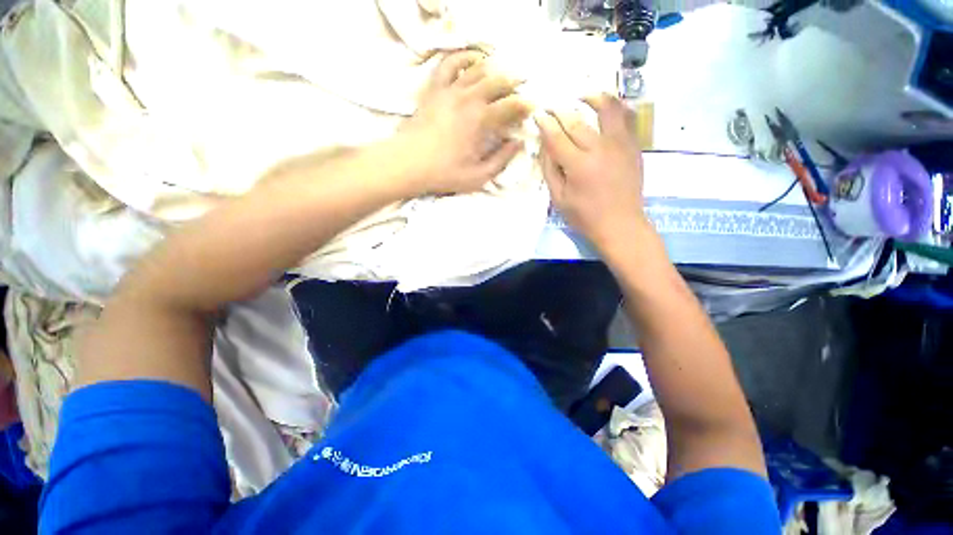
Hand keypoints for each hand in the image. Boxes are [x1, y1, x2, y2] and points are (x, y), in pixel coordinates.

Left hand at [397, 51, 530, 194]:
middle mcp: (468, 98)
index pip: (511, 105)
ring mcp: (450, 90)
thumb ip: (501, 160)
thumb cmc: (444, 173)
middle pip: (498, 80)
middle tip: (520, 91)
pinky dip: (462, 57)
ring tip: (501, 75)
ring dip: (494, 69)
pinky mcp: (434, 89)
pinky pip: (449, 64)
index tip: (532, 108)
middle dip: (514, 83)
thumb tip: (517, 144)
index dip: (525, 105)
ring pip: (477, 68)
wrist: (408, 164)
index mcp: (481, 120)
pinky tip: (471, 60)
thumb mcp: (478, 176)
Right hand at [535, 94, 648, 252]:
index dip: (545, 124)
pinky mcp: (633, 146)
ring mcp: (620, 145)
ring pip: (607, 109)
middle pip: (576, 121)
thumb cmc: (585, 216)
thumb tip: (544, 146)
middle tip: (551, 106)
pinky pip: (626, 118)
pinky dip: (615, 107)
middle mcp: (600, 149)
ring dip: (592, 97)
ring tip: (582, 95)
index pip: (556, 137)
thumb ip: (550, 171)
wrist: (621, 224)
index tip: (538, 115)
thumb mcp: (559, 199)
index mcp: (578, 166)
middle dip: (560, 111)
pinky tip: (606, 106)